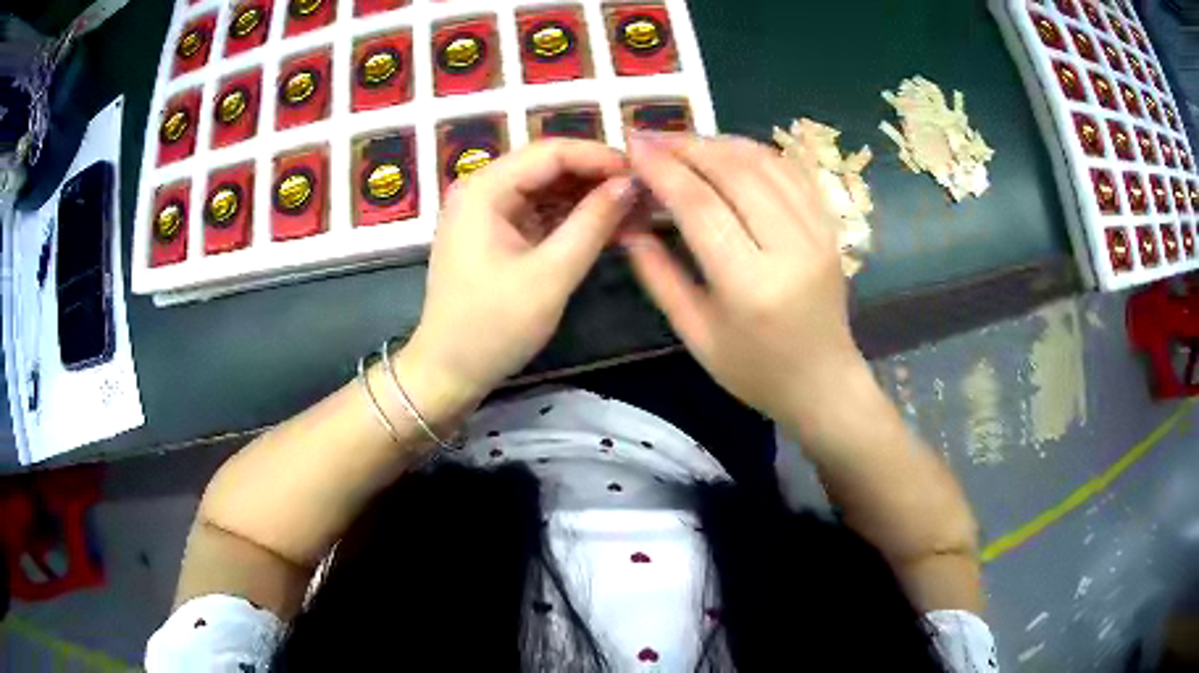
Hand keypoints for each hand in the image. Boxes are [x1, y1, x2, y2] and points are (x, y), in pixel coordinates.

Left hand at [398, 140, 635, 427]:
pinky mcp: (496, 234)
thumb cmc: (492, 327)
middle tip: (645, 192)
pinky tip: (608, 225)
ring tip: (635, 208)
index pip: (551, 152)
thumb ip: (592, 224)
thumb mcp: (550, 276)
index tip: (644, 173)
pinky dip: (572, 218)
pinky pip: (540, 213)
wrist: (448, 373)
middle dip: (597, 176)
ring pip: (548, 188)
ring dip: (589, 197)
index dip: (600, 157)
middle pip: (549, 166)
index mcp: (484, 189)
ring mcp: (487, 211)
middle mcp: (482, 189)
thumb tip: (631, 184)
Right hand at [623, 133, 868, 423]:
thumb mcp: (695, 334)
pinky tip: (728, 151)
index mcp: (750, 285)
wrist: (823, 382)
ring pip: (765, 162)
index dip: (662, 169)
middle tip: (651, 137)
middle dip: (687, 145)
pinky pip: (791, 171)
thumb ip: (658, 275)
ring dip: (719, 142)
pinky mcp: (830, 226)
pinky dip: (755, 152)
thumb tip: (626, 224)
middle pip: (734, 172)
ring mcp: (818, 233)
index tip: (632, 146)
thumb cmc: (754, 370)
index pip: (700, 205)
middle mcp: (790, 248)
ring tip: (683, 141)